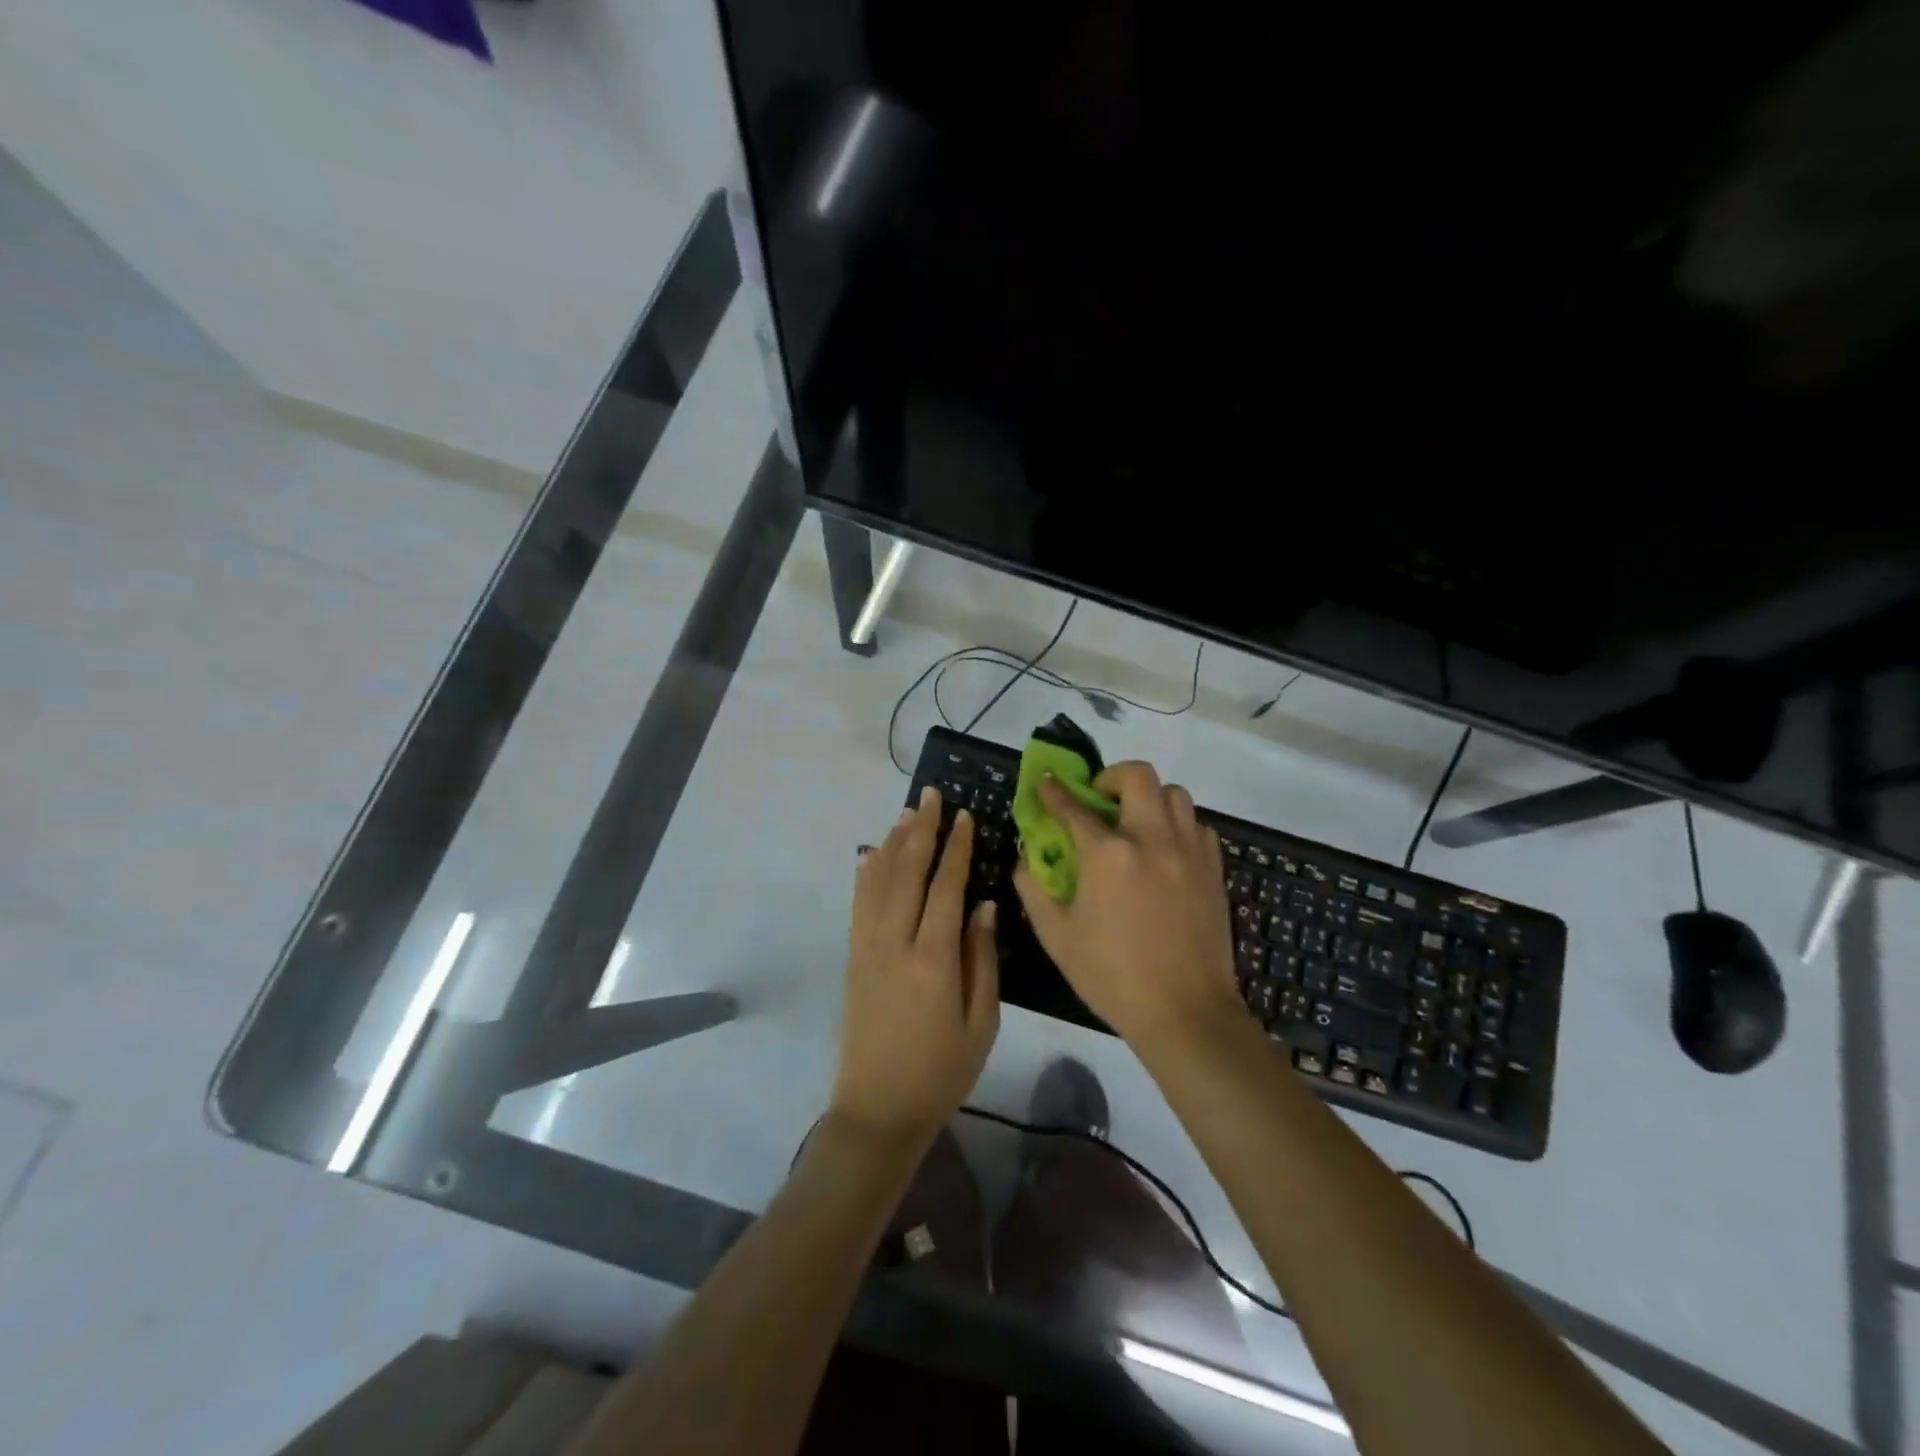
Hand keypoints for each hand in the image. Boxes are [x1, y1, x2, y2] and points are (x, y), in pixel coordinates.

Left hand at [830, 786, 999, 1146]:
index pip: (946, 887)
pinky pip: (858, 904)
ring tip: (906, 813)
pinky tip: (869, 854)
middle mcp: (894, 942)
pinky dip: (865, 873)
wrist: (878, 1109)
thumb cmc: (941, 1071)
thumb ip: (982, 959)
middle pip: (906, 872)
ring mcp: (867, 948)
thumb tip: (986, 906)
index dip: (956, 848)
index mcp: (932, 958)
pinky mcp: (852, 958)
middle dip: (920, 830)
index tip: (964, 816)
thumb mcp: (981, 1022)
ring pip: (877, 881)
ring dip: (892, 842)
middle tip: (931, 795)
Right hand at [1014, 763, 1243, 1060]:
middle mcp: (1152, 839)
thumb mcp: (1057, 937)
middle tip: (1099, 800)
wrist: (1186, 1012)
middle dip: (1111, 777)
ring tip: (1135, 823)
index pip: (1074, 807)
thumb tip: (1027, 855)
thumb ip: (1034, 888)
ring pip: (1175, 793)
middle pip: (1137, 776)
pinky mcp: (1213, 868)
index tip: (1045, 783)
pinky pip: (1197, 825)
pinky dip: (1178, 825)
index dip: (1054, 792)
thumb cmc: (1113, 976)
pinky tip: (1166, 851)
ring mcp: (1189, 851)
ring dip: (1149, 798)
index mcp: (1109, 855)